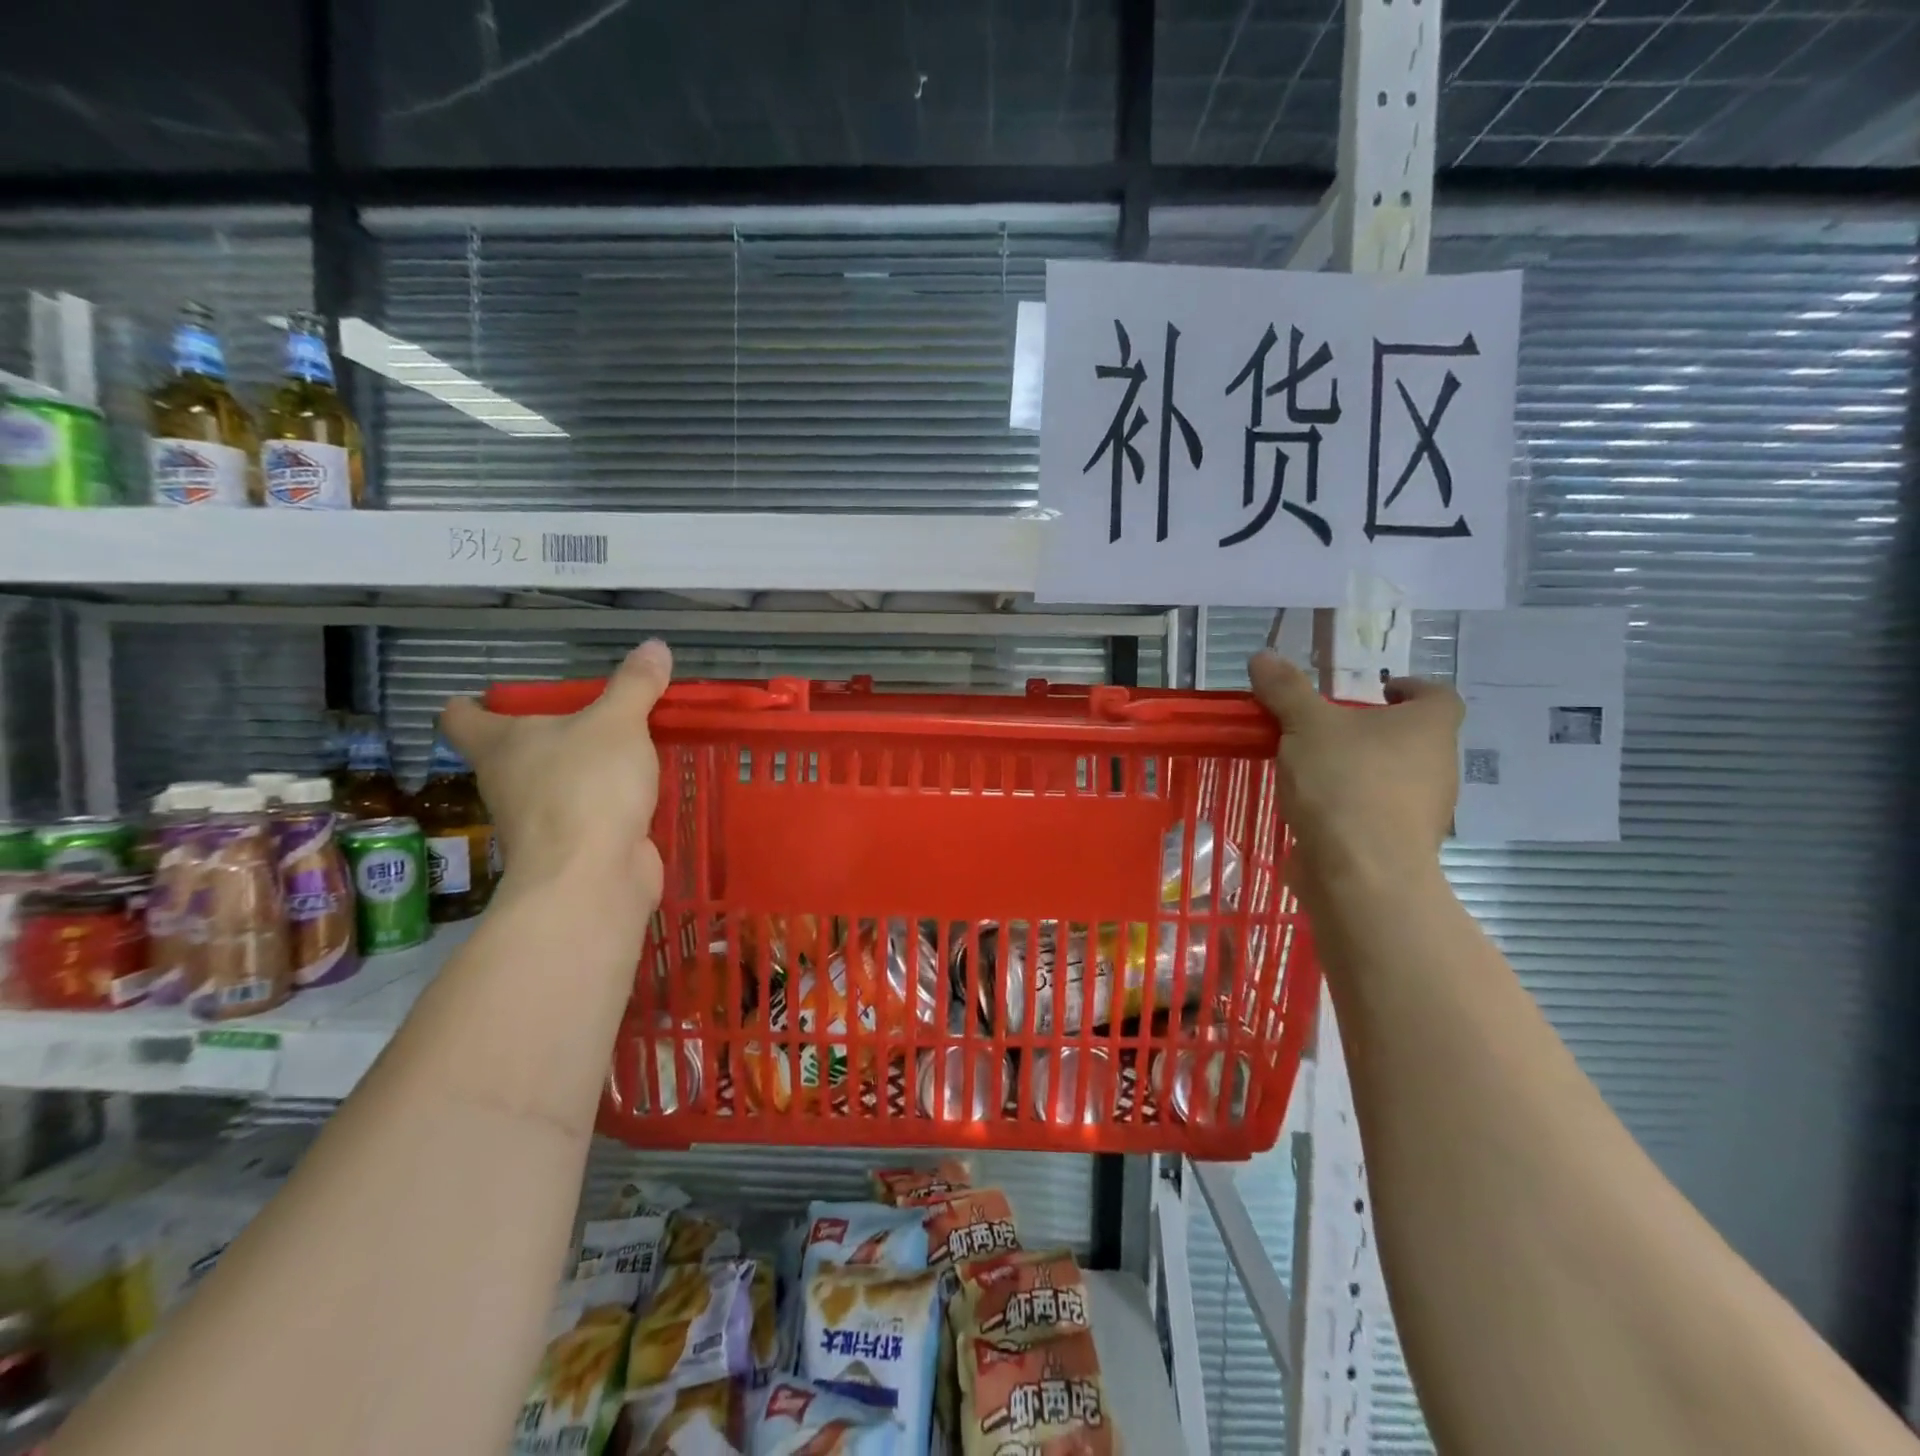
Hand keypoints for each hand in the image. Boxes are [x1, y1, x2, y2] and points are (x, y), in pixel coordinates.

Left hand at [440, 641, 672, 899]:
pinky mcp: (575, 846)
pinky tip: (642, 787)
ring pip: (554, 783)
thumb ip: (635, 686)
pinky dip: (609, 800)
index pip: (462, 717)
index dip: (473, 703)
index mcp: (500, 745)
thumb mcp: (617, 723)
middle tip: (589, 711)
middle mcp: (509, 781)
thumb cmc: (586, 787)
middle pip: (512, 750)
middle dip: (545, 733)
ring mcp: (540, 819)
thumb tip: (655, 645)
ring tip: (626, 744)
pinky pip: (589, 812)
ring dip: (581, 768)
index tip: (494, 695)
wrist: (592, 878)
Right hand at [1248, 651, 1462, 897]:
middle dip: (1374, 731)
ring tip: (1314, 768)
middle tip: (1330, 727)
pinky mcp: (1399, 846)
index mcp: (1429, 728)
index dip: (1411, 688)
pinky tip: (1314, 808)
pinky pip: (1377, 813)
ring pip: (1395, 777)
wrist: (1360, 873)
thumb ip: (1285, 690)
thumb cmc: (1344, 783)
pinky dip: (1352, 806)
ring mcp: (1424, 811)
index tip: (1378, 689)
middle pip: (1414, 738)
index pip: (1438, 696)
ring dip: (1361, 769)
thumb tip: (1262, 656)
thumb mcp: (1306, 725)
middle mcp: (1438, 766)